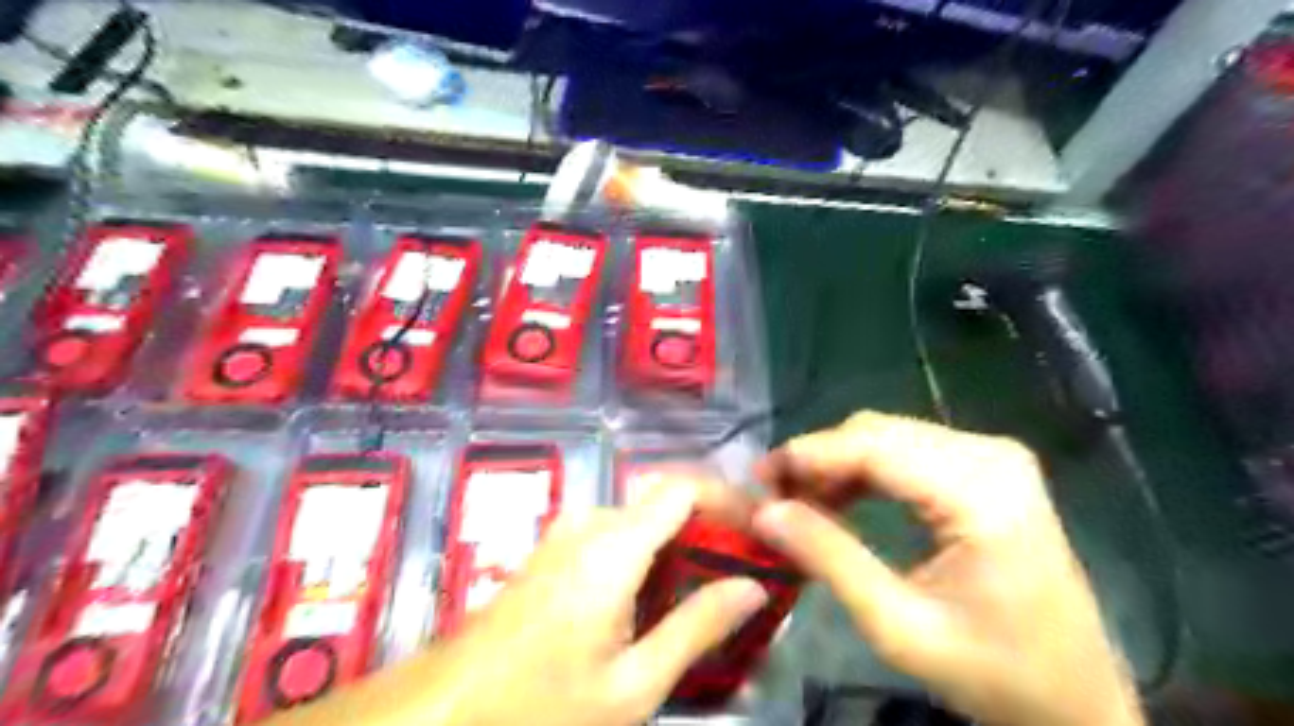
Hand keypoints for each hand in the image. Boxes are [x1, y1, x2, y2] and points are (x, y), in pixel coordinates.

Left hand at [424, 483, 766, 725]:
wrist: (450, 707)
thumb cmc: (542, 702)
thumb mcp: (632, 683)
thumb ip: (696, 627)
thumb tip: (753, 587)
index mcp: (613, 545)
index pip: (683, 488)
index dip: (728, 499)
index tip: (761, 529)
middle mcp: (590, 523)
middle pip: (665, 503)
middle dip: (711, 529)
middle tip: (746, 570)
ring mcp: (567, 532)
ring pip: (642, 519)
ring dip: (681, 544)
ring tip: (711, 588)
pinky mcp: (555, 548)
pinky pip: (616, 534)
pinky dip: (650, 554)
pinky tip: (658, 598)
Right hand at [749, 412, 1140, 725]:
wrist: (1075, 700)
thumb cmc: (993, 674)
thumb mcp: (899, 626)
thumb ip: (830, 559)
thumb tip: (764, 511)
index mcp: (982, 491)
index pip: (873, 445)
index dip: (807, 454)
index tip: (757, 479)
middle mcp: (991, 454)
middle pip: (877, 432)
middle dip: (818, 459)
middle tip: (774, 498)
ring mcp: (994, 457)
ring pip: (887, 436)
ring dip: (837, 463)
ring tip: (800, 502)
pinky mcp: (987, 468)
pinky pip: (907, 450)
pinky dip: (865, 470)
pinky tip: (841, 499)